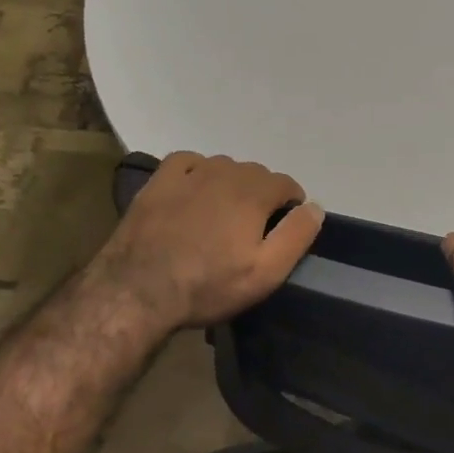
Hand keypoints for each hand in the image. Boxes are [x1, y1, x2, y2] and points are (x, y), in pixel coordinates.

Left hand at [95, 152, 322, 331]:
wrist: (138, 290)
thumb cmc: (209, 285)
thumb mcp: (266, 272)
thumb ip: (296, 235)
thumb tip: (315, 207)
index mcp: (254, 192)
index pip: (286, 184)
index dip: (291, 205)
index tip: (283, 229)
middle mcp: (224, 172)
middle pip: (256, 173)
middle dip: (262, 195)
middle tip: (252, 229)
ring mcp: (188, 173)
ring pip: (223, 167)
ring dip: (231, 184)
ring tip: (222, 215)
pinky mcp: (158, 181)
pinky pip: (188, 162)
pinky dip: (198, 171)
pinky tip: (193, 191)